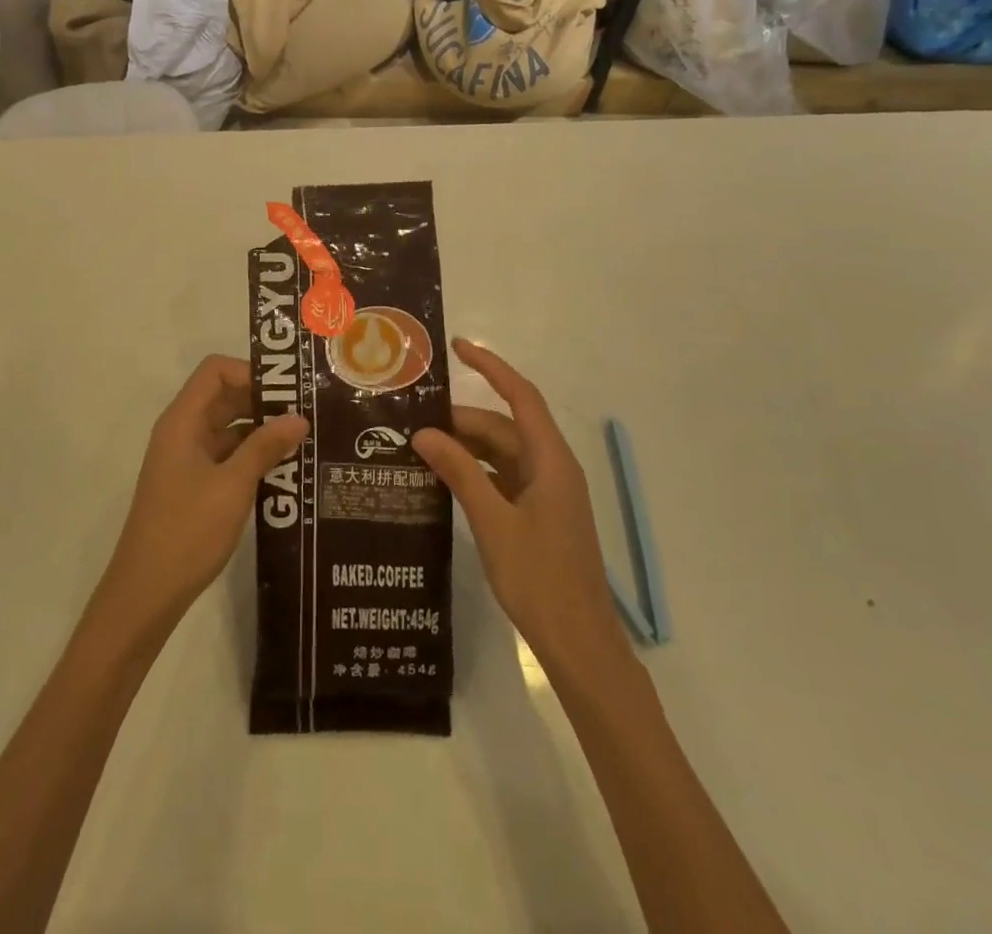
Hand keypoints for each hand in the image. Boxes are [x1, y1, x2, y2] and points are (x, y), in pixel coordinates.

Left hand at [103, 356, 306, 629]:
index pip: (215, 371)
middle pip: (223, 397)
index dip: (250, 372)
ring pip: (228, 428)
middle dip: (263, 400)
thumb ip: (265, 447)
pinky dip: (252, 456)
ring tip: (304, 439)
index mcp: (182, 421)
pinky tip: (284, 470)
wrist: (146, 592)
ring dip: (261, 430)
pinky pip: (226, 455)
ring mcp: (186, 459)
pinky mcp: (193, 484)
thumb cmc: (187, 531)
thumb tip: (299, 417)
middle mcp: (182, 432)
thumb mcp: (233, 486)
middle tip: (307, 412)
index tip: (288, 391)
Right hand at [413, 339, 626, 678]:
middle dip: (461, 422)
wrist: (579, 644)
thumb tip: (424, 433)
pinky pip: (502, 479)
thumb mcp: (493, 522)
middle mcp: (551, 468)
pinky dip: (474, 473)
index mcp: (551, 460)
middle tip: (412, 424)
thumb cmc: (540, 579)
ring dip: (465, 449)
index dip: (491, 367)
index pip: (520, 397)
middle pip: (504, 428)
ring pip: (501, 454)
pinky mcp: (538, 515)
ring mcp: (546, 493)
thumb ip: (460, 472)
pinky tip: (443, 480)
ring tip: (419, 449)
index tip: (457, 347)